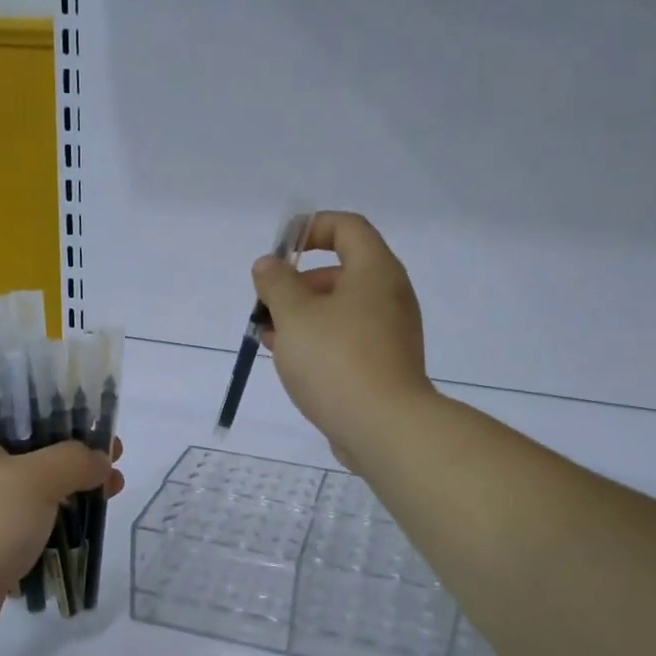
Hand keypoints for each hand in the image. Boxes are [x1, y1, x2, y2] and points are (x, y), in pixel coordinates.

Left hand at [0, 406, 124, 648]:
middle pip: (29, 446)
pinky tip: (83, 525)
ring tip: (111, 492)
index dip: (61, 409)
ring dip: (69, 488)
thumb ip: (74, 460)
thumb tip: (100, 460)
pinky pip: (23, 519)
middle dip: (74, 454)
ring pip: (29, 485)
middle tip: (113, 461)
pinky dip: (52, 519)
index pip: (16, 405)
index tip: (99, 423)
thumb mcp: (35, 480)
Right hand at [252, 211, 435, 469]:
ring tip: (268, 338)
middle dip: (297, 284)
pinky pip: (346, 340)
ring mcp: (389, 334)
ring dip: (302, 318)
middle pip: (340, 272)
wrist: (383, 427)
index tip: (280, 250)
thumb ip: (276, 284)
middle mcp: (389, 296)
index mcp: (375, 272)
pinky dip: (318, 342)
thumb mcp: (294, 315)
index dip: (311, 228)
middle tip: (265, 306)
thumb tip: (269, 265)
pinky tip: (290, 362)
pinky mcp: (383, 366)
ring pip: (339, 311)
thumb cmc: (336, 360)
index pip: (347, 227)